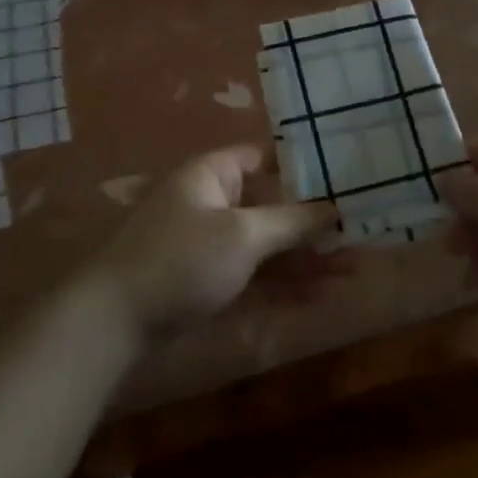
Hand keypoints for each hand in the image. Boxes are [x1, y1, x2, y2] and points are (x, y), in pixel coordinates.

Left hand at [87, 146, 335, 340]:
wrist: (115, 321)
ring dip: (306, 255)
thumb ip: (290, 222)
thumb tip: (333, 208)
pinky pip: (256, 271)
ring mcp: (212, 241)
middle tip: (362, 230)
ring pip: (268, 242)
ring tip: (355, 268)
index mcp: (214, 173)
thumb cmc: (181, 260)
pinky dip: (285, 280)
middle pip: (273, 203)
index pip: (267, 156)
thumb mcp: (241, 236)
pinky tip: (322, 294)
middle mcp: (215, 200)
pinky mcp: (209, 278)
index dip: (305, 164)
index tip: (346, 175)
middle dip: (315, 220)